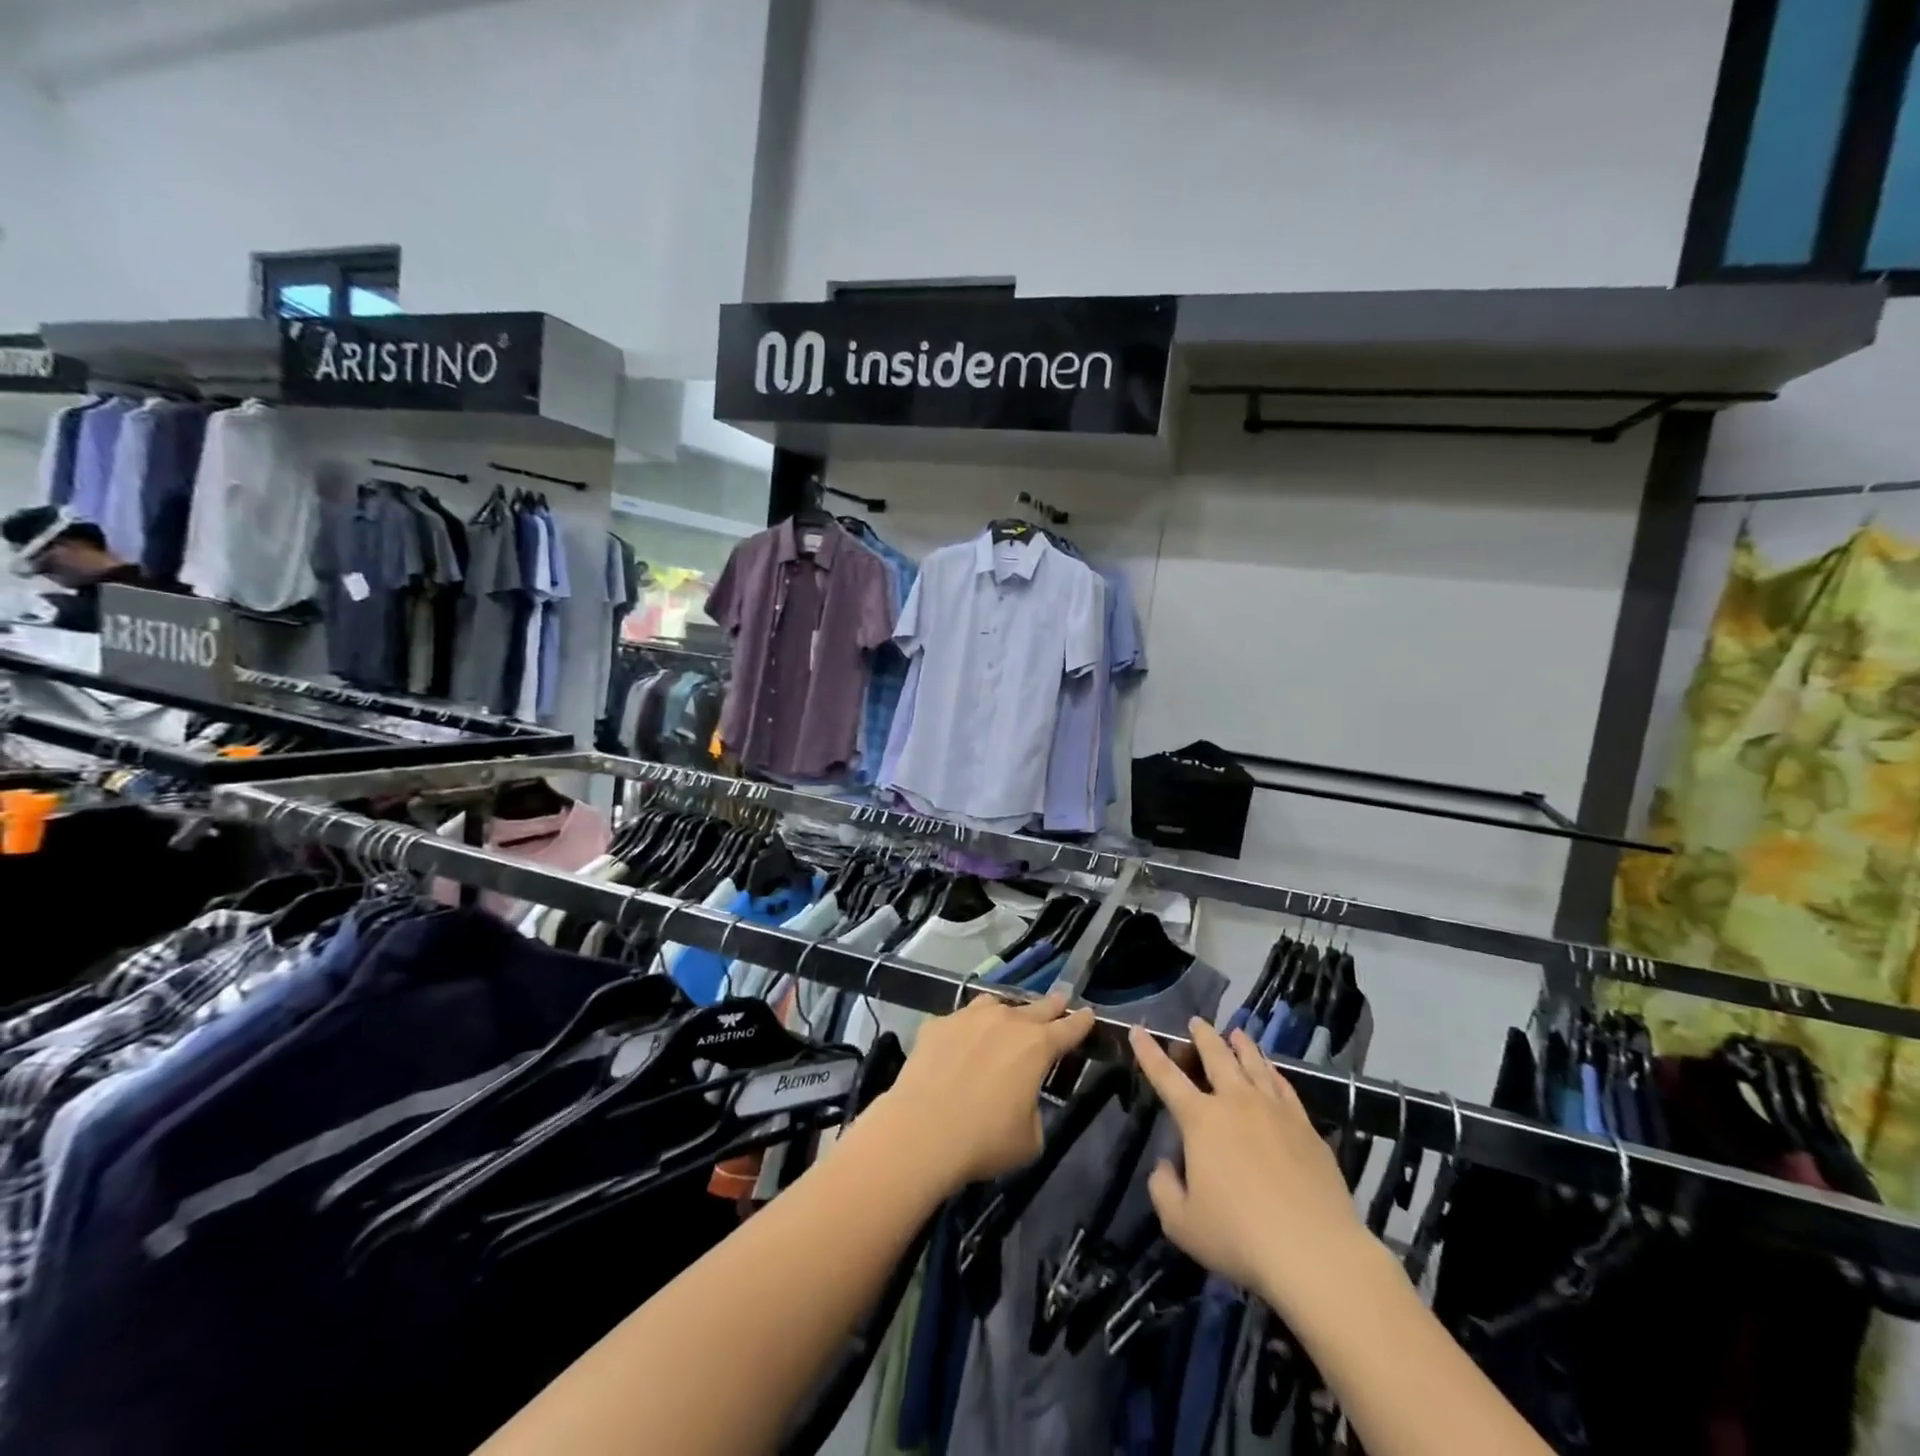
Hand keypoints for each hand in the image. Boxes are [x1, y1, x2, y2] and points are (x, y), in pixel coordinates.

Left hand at [876, 992, 1093, 1190]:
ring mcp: (968, 1018)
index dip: (1081, 1022)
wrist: (921, 1132)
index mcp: (1037, 1046)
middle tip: (1060, 1000)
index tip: (1089, 1014)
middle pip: (1036, 1007)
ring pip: (995, 1004)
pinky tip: (962, 1041)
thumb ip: (1034, 1110)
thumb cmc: (984, 1140)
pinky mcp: (937, 1024)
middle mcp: (1006, 1021)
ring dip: (1007, 1011)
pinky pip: (960, 1019)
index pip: (1068, 1028)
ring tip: (1008, 1017)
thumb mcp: (1030, 1138)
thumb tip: (1022, 1099)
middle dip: (1051, 1005)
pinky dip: (968, 1027)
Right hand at [1131, 1019, 1371, 1312]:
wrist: (1315, 1251)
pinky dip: (1273, 1072)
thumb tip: (1165, 1165)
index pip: (1166, 1076)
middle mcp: (1236, 1102)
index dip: (1149, 1052)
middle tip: (1195, 1022)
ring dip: (1241, 1046)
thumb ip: (1163, 1189)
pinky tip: (1272, 1070)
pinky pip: (1285, 1087)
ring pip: (1254, 1065)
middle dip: (1202, 1036)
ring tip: (1236, 1033)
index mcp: (1200, 1119)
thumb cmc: (1239, 1236)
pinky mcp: (1306, 1127)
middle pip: (1216, 1057)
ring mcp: (1274, 1111)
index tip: (1139, 1029)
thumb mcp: (1181, 1223)